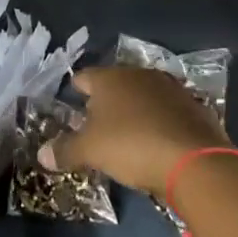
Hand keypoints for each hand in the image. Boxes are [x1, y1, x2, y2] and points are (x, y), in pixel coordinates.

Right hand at [39, 66, 228, 195]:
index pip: (84, 78)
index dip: (75, 92)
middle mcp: (139, 75)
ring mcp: (170, 89)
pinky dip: (159, 123)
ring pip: (143, 96)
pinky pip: (167, 112)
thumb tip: (41, 154)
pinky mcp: (194, 107)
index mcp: (109, 78)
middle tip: (96, 126)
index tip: (71, 106)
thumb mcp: (91, 151)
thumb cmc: (132, 145)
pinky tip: (156, 143)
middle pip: (115, 85)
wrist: (196, 161)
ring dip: (135, 112)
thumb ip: (65, 150)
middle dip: (105, 103)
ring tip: (127, 136)